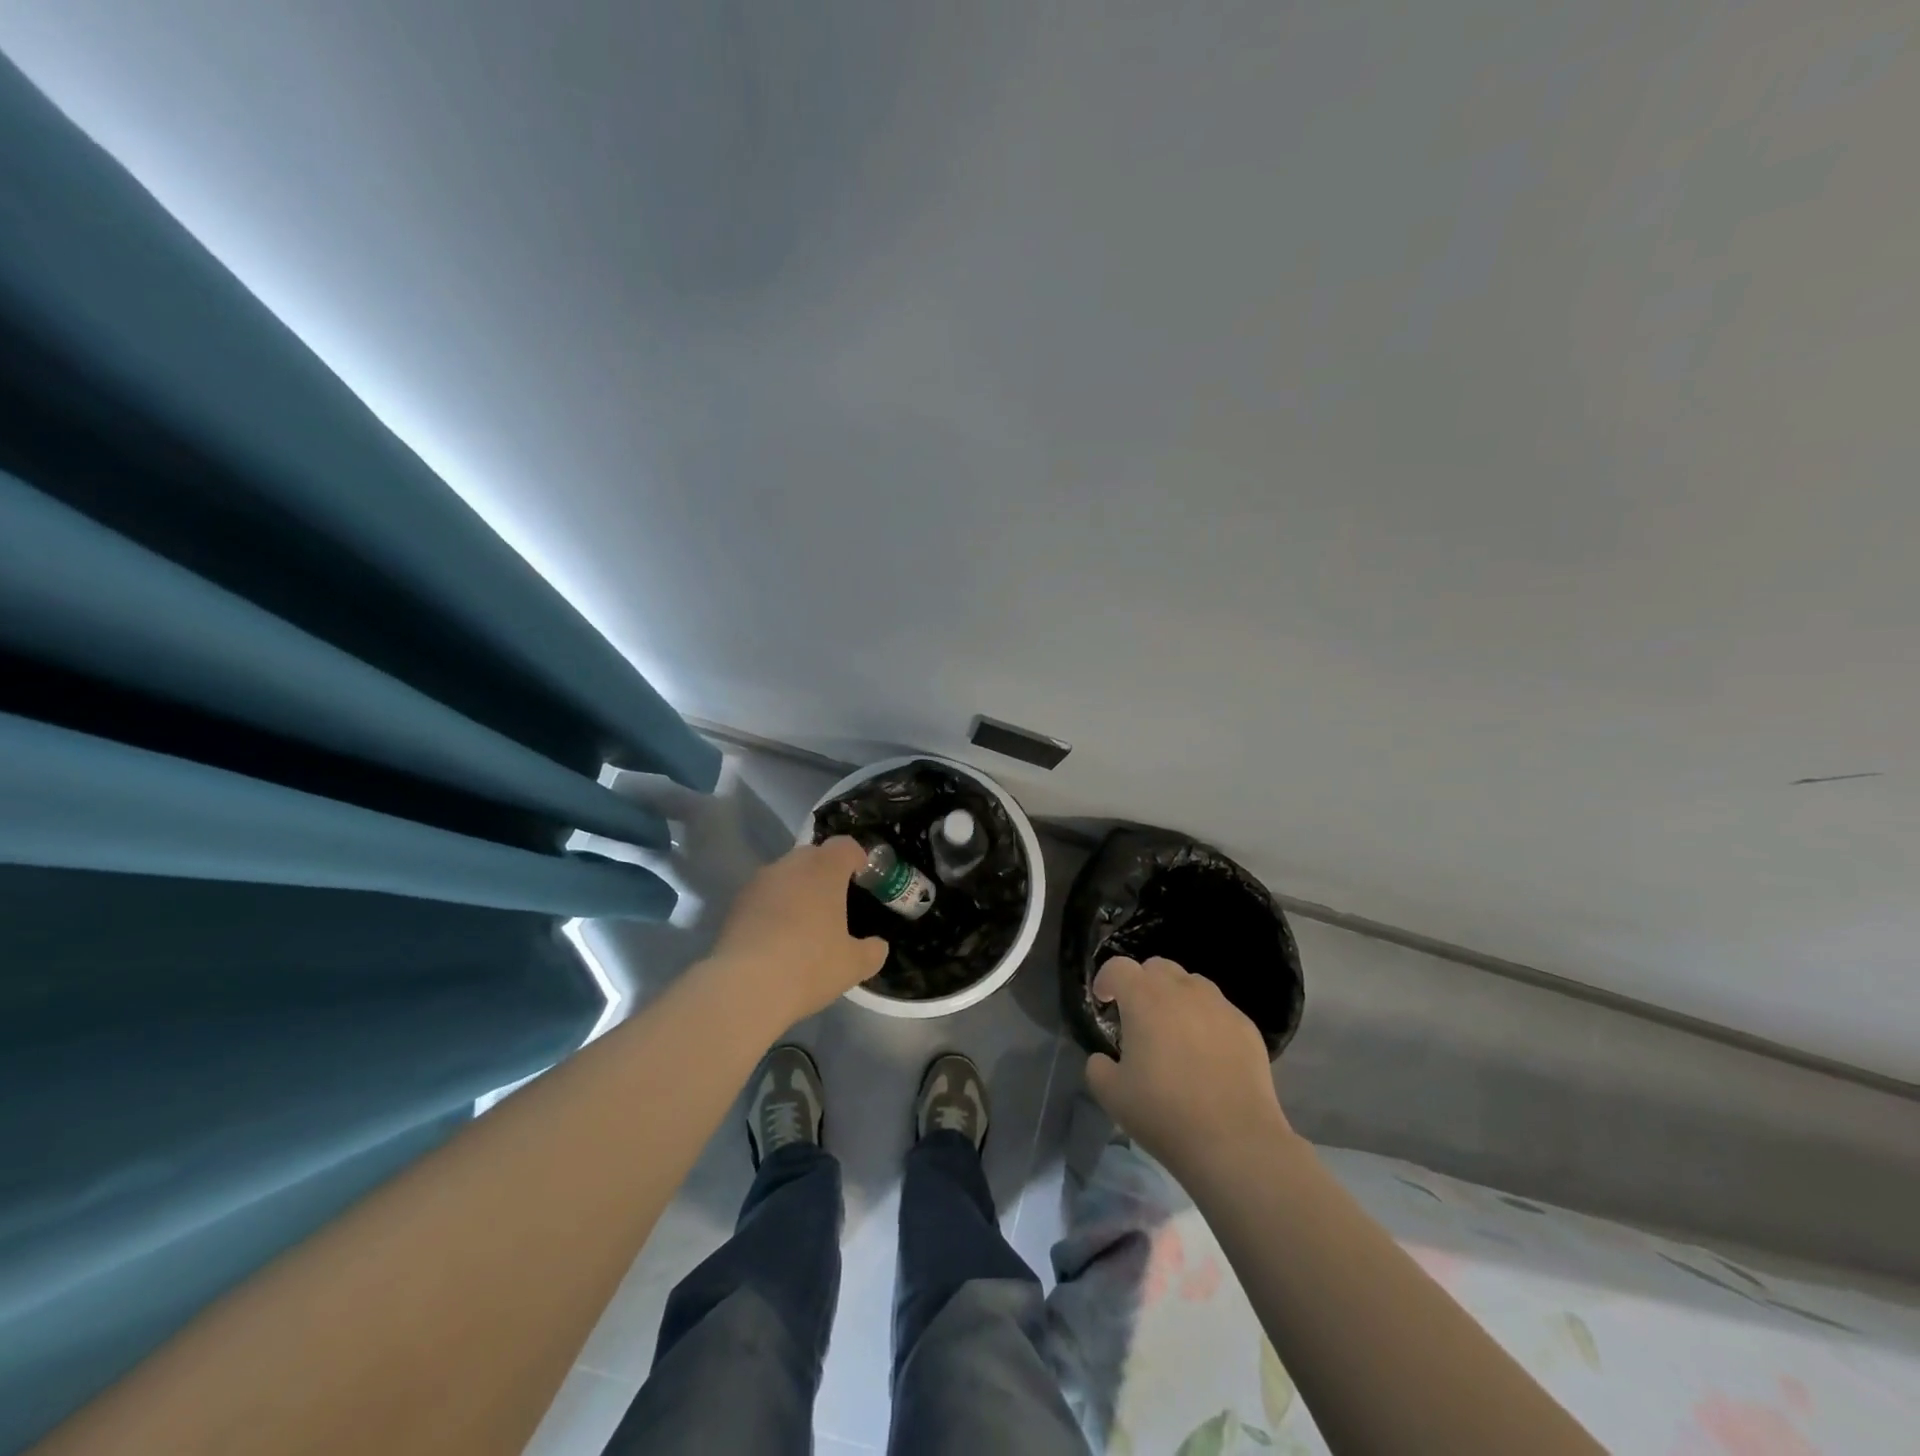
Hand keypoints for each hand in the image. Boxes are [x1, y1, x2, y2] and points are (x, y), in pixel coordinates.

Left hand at [707, 837, 888, 1029]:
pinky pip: (764, 897)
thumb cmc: (810, 965)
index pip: (845, 846)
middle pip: (813, 856)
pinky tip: (777, 939)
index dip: (856, 858)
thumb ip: (872, 951)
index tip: (862, 878)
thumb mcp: (854, 965)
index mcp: (825, 869)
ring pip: (785, 875)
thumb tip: (877, 947)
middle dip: (825, 873)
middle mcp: (790, 865)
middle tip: (835, 903)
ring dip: (797, 890)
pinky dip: (773, 909)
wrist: (744, 987)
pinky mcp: (735, 904)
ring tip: (804, 924)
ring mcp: (758, 882)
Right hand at [1085, 956, 1294, 1187]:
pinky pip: (1219, 1009)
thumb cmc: (1165, 1113)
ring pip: (1192, 984)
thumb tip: (1104, 1058)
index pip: (1119, 967)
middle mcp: (1182, 990)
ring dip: (1176, 997)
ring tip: (1175, 1031)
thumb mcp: (1111, 1095)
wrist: (1235, 1142)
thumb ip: (1098, 1067)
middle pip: (1157, 967)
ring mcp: (1219, 1006)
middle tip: (1139, 1016)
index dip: (1107, 979)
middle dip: (1143, 983)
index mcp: (1144, 998)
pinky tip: (1207, 1053)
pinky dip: (1206, 1019)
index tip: (1104, 1001)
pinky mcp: (1246, 1027)